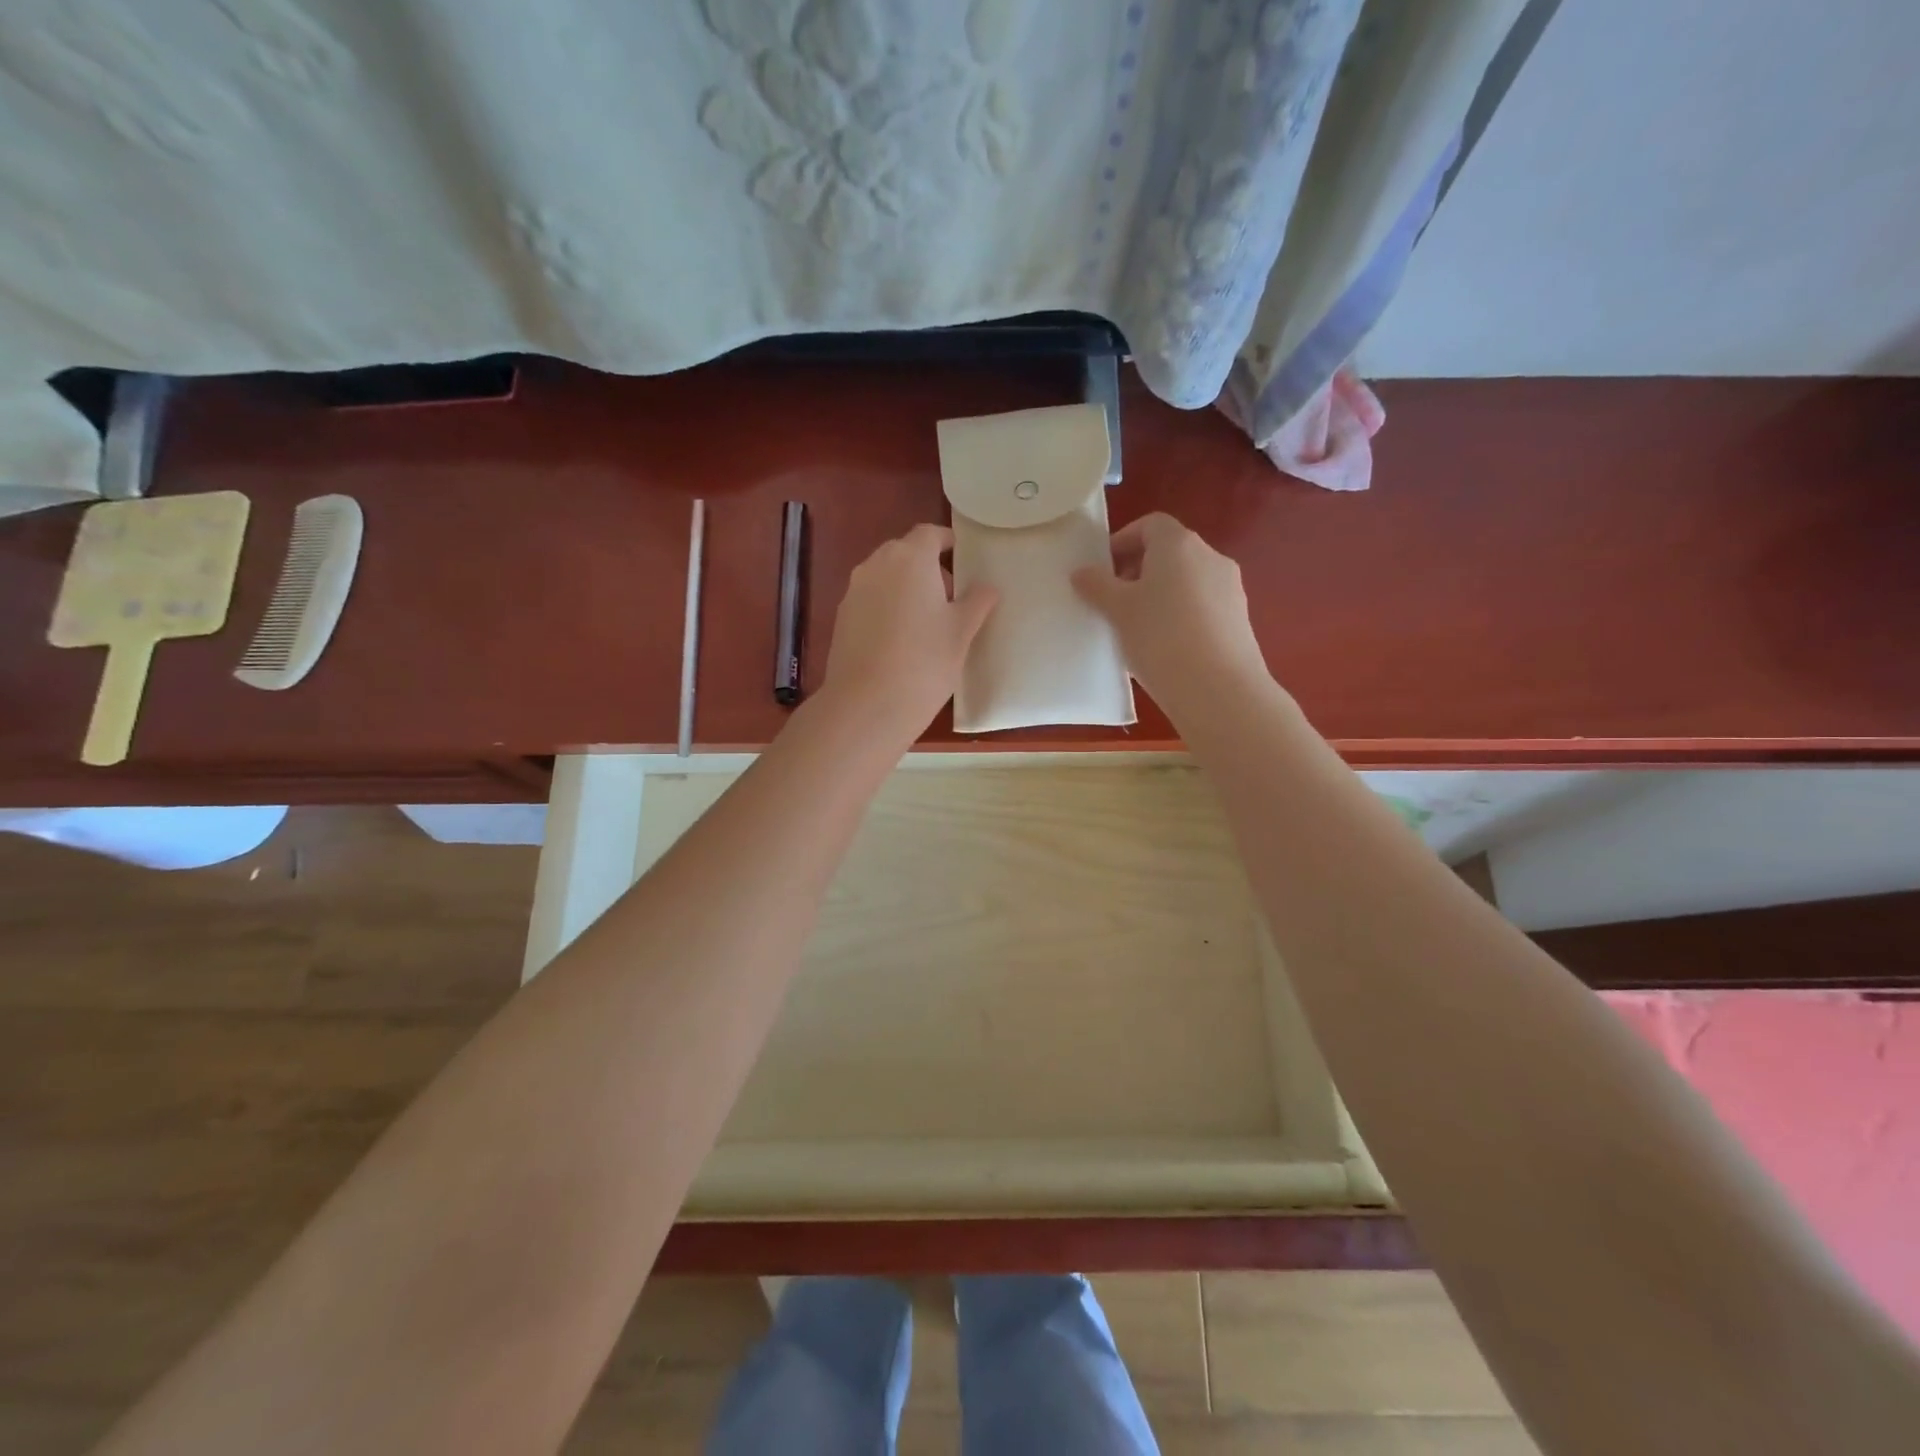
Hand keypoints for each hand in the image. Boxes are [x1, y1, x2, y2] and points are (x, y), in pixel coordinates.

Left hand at [817, 524, 997, 742]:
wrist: (867, 705)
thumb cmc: (925, 662)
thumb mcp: (961, 632)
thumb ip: (977, 602)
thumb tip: (987, 587)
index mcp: (909, 558)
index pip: (930, 534)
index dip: (948, 543)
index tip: (963, 559)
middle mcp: (876, 565)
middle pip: (905, 553)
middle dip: (928, 568)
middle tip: (950, 598)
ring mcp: (854, 591)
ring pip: (885, 577)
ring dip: (906, 588)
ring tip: (926, 623)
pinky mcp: (841, 618)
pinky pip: (870, 600)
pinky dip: (887, 608)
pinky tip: (900, 641)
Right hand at [1072, 512, 1270, 717]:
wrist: (1218, 690)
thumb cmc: (1160, 638)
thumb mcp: (1118, 610)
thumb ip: (1097, 585)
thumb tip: (1082, 571)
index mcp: (1179, 544)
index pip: (1150, 525)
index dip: (1123, 541)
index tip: (1103, 570)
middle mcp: (1210, 557)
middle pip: (1170, 553)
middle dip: (1139, 571)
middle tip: (1114, 602)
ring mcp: (1230, 588)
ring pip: (1187, 581)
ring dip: (1160, 595)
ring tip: (1138, 629)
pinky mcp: (1239, 619)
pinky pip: (1202, 606)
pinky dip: (1181, 616)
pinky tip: (1165, 648)